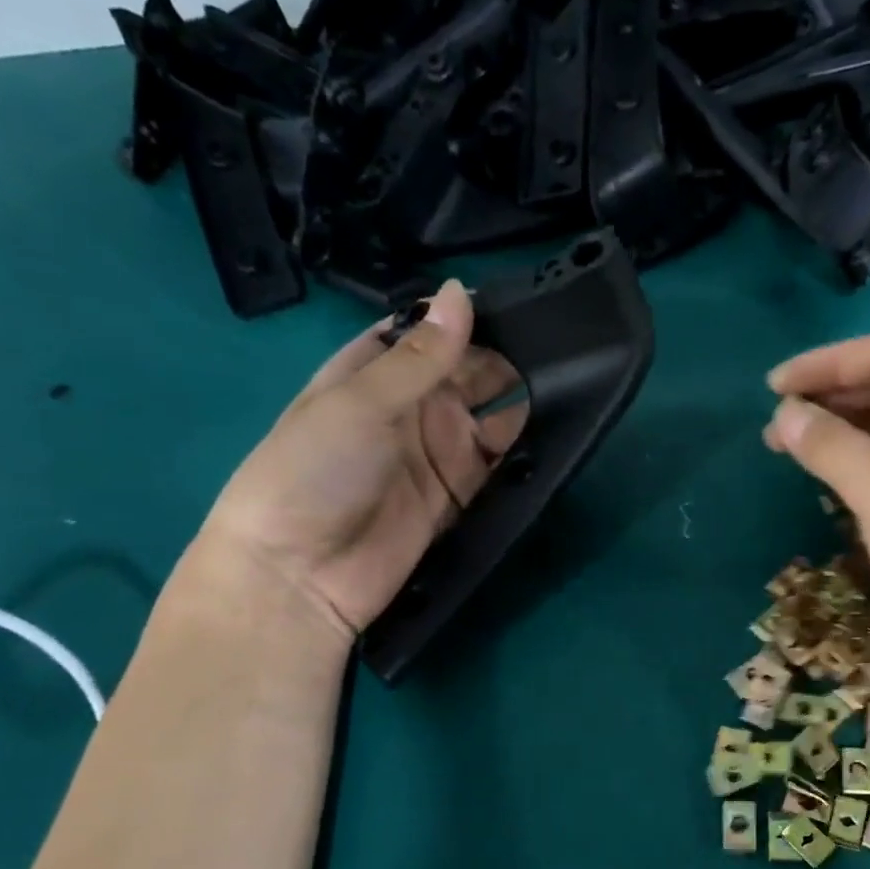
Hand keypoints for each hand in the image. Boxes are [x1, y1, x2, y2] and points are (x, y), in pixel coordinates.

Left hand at [197, 281, 525, 639]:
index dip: (464, 318)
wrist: (300, 576)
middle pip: (467, 374)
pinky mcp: (459, 499)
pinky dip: (520, 456)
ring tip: (570, 387)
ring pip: (490, 421)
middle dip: (505, 360)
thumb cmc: (312, 473)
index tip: (517, 303)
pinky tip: (553, 437)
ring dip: (520, 406)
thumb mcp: (360, 403)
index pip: (426, 333)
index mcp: (372, 374)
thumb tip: (462, 292)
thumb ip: (421, 356)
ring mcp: (437, 456)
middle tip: (560, 348)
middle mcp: (409, 410)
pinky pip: (497, 470)